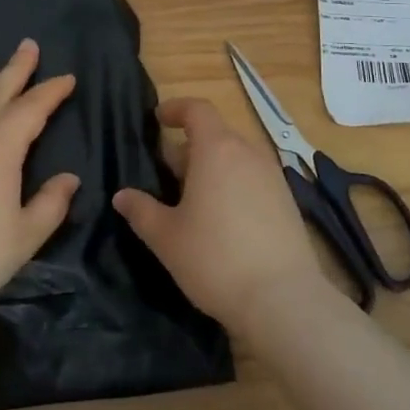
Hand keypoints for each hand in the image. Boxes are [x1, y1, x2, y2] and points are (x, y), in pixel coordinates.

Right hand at [113, 96, 326, 333]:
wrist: (283, 300)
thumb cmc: (215, 259)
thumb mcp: (166, 238)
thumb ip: (141, 210)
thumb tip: (122, 195)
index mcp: (217, 149)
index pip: (197, 109)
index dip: (176, 109)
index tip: (158, 119)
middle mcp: (248, 153)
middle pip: (216, 135)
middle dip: (189, 147)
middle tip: (167, 175)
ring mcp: (273, 177)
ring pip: (236, 158)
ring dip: (213, 168)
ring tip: (193, 200)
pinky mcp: (288, 202)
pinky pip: (253, 179)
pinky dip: (234, 185)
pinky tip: (223, 221)